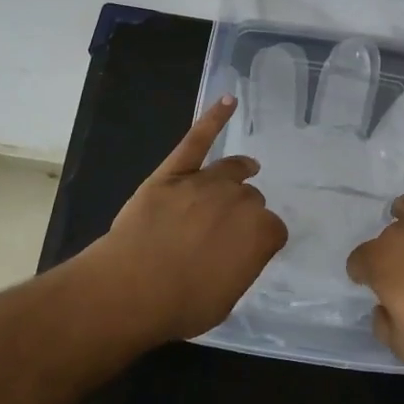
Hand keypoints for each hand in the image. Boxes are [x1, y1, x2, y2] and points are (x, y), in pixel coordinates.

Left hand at [94, 96, 288, 342]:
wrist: (131, 288)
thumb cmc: (181, 304)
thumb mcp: (226, 298)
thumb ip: (241, 266)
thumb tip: (239, 253)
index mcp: (260, 234)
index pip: (273, 230)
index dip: (261, 240)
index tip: (248, 250)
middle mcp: (239, 201)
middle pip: (251, 198)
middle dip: (244, 211)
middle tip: (227, 230)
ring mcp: (205, 182)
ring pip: (231, 170)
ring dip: (240, 171)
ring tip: (247, 169)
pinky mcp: (173, 171)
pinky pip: (197, 139)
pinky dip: (214, 118)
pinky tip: (228, 100)